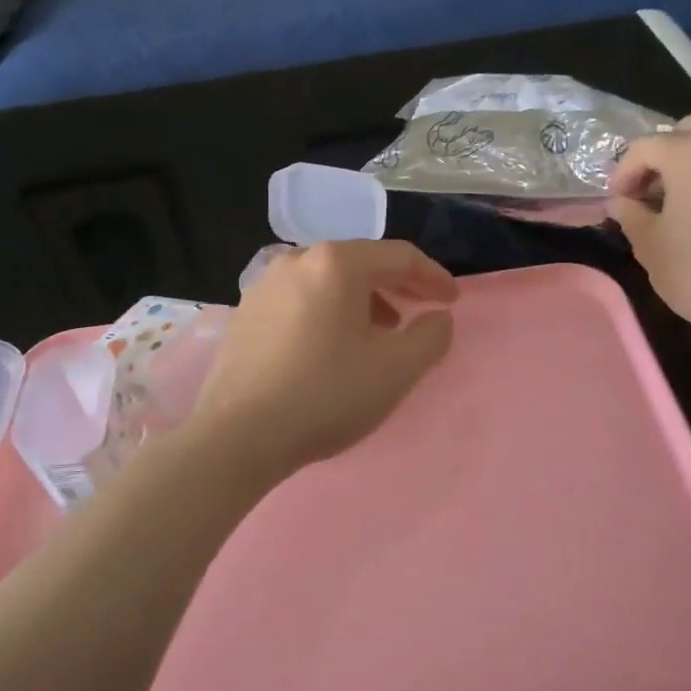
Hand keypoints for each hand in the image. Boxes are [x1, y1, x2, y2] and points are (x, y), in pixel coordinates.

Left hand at [189, 240, 458, 480]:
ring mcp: (264, 285)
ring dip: (362, 302)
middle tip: (421, 312)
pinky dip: (328, 313)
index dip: (433, 277)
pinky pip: (300, 301)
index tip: (452, 302)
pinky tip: (332, 347)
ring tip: (379, 334)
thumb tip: (438, 318)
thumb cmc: (326, 394)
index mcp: (336, 262)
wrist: (239, 434)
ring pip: (327, 282)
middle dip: (397, 287)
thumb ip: (431, 337)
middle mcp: (296, 260)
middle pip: (360, 263)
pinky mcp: (245, 313)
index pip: (399, 256)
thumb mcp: (396, 369)